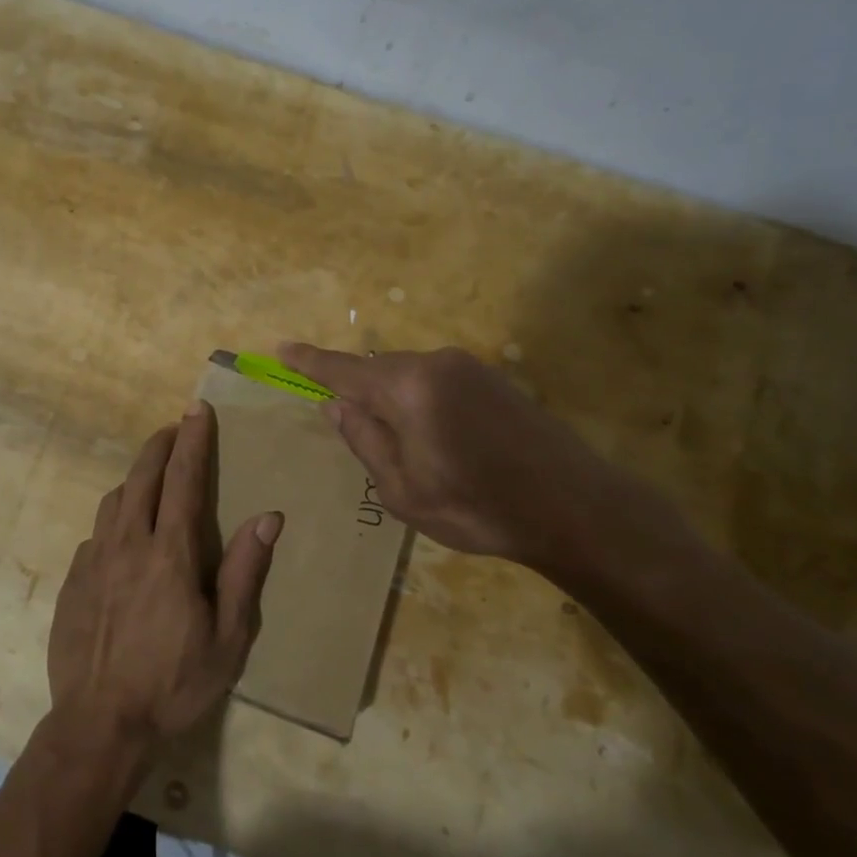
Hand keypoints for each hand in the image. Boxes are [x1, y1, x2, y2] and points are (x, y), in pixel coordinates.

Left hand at [47, 401, 282, 758]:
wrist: (99, 725)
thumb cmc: (173, 685)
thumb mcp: (228, 640)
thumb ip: (245, 573)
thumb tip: (268, 517)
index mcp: (170, 555)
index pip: (184, 480)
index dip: (193, 440)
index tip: (197, 409)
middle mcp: (128, 544)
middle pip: (141, 477)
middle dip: (159, 445)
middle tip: (174, 428)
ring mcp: (94, 560)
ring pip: (112, 500)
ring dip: (134, 479)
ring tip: (150, 479)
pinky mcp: (72, 580)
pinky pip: (95, 534)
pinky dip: (113, 519)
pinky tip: (121, 538)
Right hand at [278, 342, 676, 578]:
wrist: (575, 508)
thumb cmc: (478, 508)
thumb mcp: (404, 491)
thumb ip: (365, 441)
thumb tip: (336, 406)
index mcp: (408, 389)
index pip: (344, 370)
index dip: (310, 362)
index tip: (281, 347)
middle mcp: (435, 364)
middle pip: (377, 372)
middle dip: (359, 395)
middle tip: (357, 435)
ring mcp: (468, 367)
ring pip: (407, 377)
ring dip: (393, 402)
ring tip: (408, 451)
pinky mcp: (493, 378)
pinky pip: (436, 381)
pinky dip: (421, 402)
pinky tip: (439, 441)